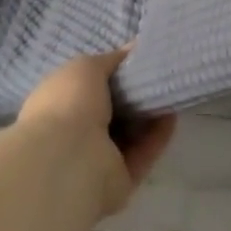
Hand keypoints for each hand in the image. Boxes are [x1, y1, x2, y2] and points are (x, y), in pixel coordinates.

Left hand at [18, 46, 176, 217]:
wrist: (67, 161)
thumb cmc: (69, 104)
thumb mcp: (86, 67)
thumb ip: (111, 60)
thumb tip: (133, 48)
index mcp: (58, 104)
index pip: (87, 87)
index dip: (111, 74)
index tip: (137, 61)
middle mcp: (73, 133)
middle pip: (111, 112)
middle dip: (133, 95)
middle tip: (158, 77)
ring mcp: (95, 160)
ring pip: (129, 135)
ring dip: (149, 115)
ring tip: (170, 92)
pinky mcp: (118, 181)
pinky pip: (142, 155)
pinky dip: (157, 137)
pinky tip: (172, 116)